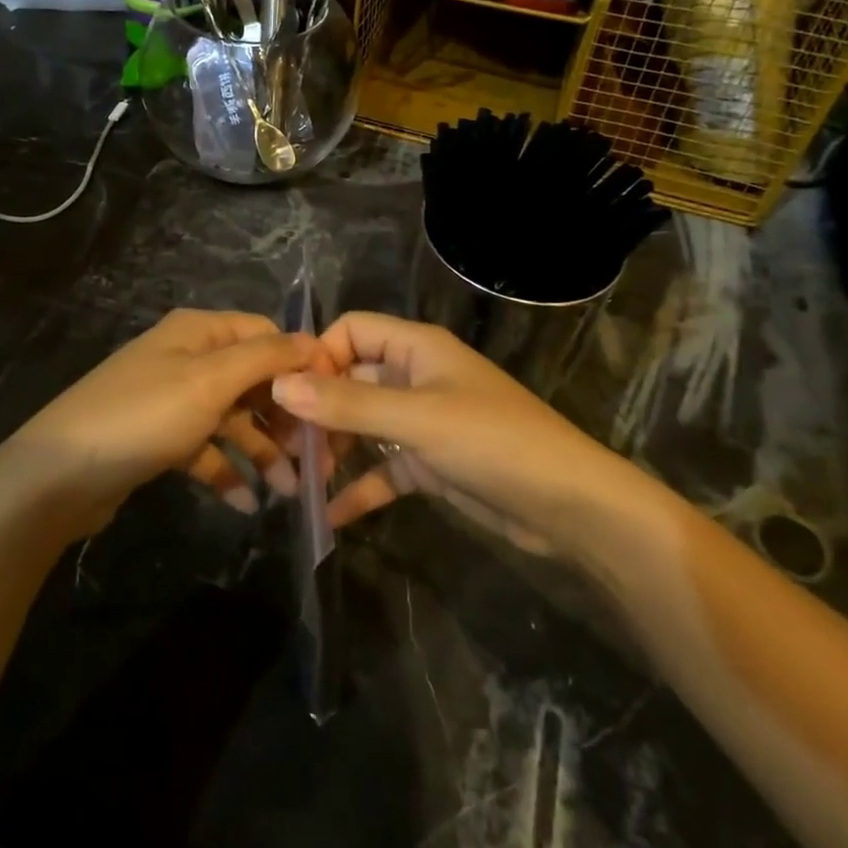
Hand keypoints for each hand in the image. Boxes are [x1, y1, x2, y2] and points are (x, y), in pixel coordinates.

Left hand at [12, 308, 318, 528]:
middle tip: (316, 459)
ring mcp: (171, 399)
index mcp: (199, 332)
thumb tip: (312, 341)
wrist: (56, 476)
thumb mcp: (209, 381)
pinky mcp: (159, 438)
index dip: (299, 365)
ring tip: (290, 492)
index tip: (331, 404)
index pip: (266, 335)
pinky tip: (245, 503)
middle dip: (284, 417)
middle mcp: (187, 358)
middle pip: (252, 380)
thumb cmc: (142, 417)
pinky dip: (226, 471)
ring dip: (262, 452)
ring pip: (232, 419)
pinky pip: (205, 449)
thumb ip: (264, 358)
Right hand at [272, 312, 617, 545]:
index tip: (288, 397)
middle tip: (283, 447)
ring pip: (363, 425)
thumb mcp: (418, 419)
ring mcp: (422, 422)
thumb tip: (279, 385)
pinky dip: (359, 488)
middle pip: (351, 379)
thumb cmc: (493, 442)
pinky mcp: (430, 464)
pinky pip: (383, 469)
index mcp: (416, 348)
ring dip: (333, 449)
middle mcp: (415, 377)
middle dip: (317, 409)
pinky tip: (330, 516)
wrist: (568, 505)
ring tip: (300, 481)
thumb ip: (349, 404)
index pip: (352, 331)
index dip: (318, 356)